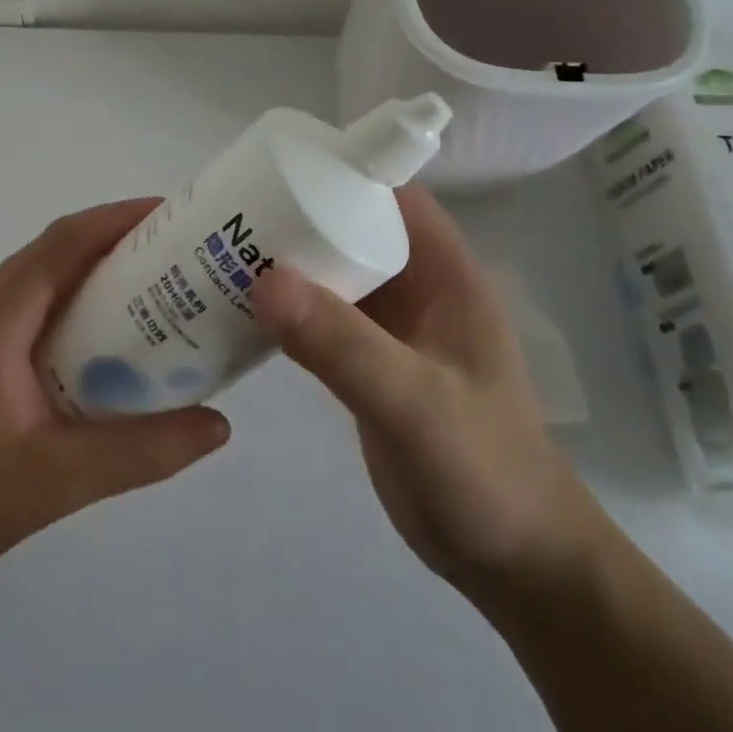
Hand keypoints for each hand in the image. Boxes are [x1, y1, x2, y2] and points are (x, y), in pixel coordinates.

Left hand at [0, 200, 230, 590]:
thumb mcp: (59, 479)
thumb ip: (141, 451)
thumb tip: (218, 424)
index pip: (65, 241)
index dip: (120, 220)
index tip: (173, 215)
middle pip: (54, 254)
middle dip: (116, 247)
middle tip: (178, 262)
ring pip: (37, 282)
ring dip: (90, 279)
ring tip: (151, 299)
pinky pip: (23, 310)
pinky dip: (66, 310)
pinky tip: (95, 348)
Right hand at [251, 186, 605, 596]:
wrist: (514, 563)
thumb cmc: (485, 471)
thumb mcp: (416, 404)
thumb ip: (345, 345)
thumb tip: (264, 279)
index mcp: (443, 274)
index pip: (390, 195)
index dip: (339, 170)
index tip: (271, 167)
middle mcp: (416, 289)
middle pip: (350, 226)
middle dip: (294, 214)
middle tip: (225, 212)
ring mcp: (390, 328)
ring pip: (330, 272)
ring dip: (284, 262)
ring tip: (218, 251)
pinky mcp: (367, 363)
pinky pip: (320, 318)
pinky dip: (284, 308)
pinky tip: (239, 309)